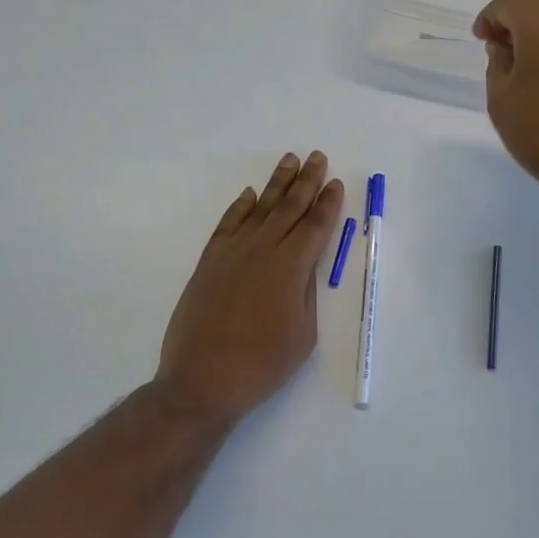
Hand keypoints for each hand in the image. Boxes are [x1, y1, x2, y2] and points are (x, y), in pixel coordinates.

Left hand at [155, 152, 345, 429]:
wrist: (203, 380)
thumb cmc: (262, 365)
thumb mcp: (303, 334)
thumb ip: (305, 293)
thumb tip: (303, 268)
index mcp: (291, 268)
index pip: (315, 226)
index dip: (328, 203)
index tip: (336, 182)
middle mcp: (263, 250)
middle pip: (289, 208)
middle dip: (307, 181)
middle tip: (317, 157)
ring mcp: (232, 253)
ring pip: (259, 209)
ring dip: (276, 184)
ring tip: (289, 161)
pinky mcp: (209, 263)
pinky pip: (227, 225)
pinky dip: (239, 207)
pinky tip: (248, 195)